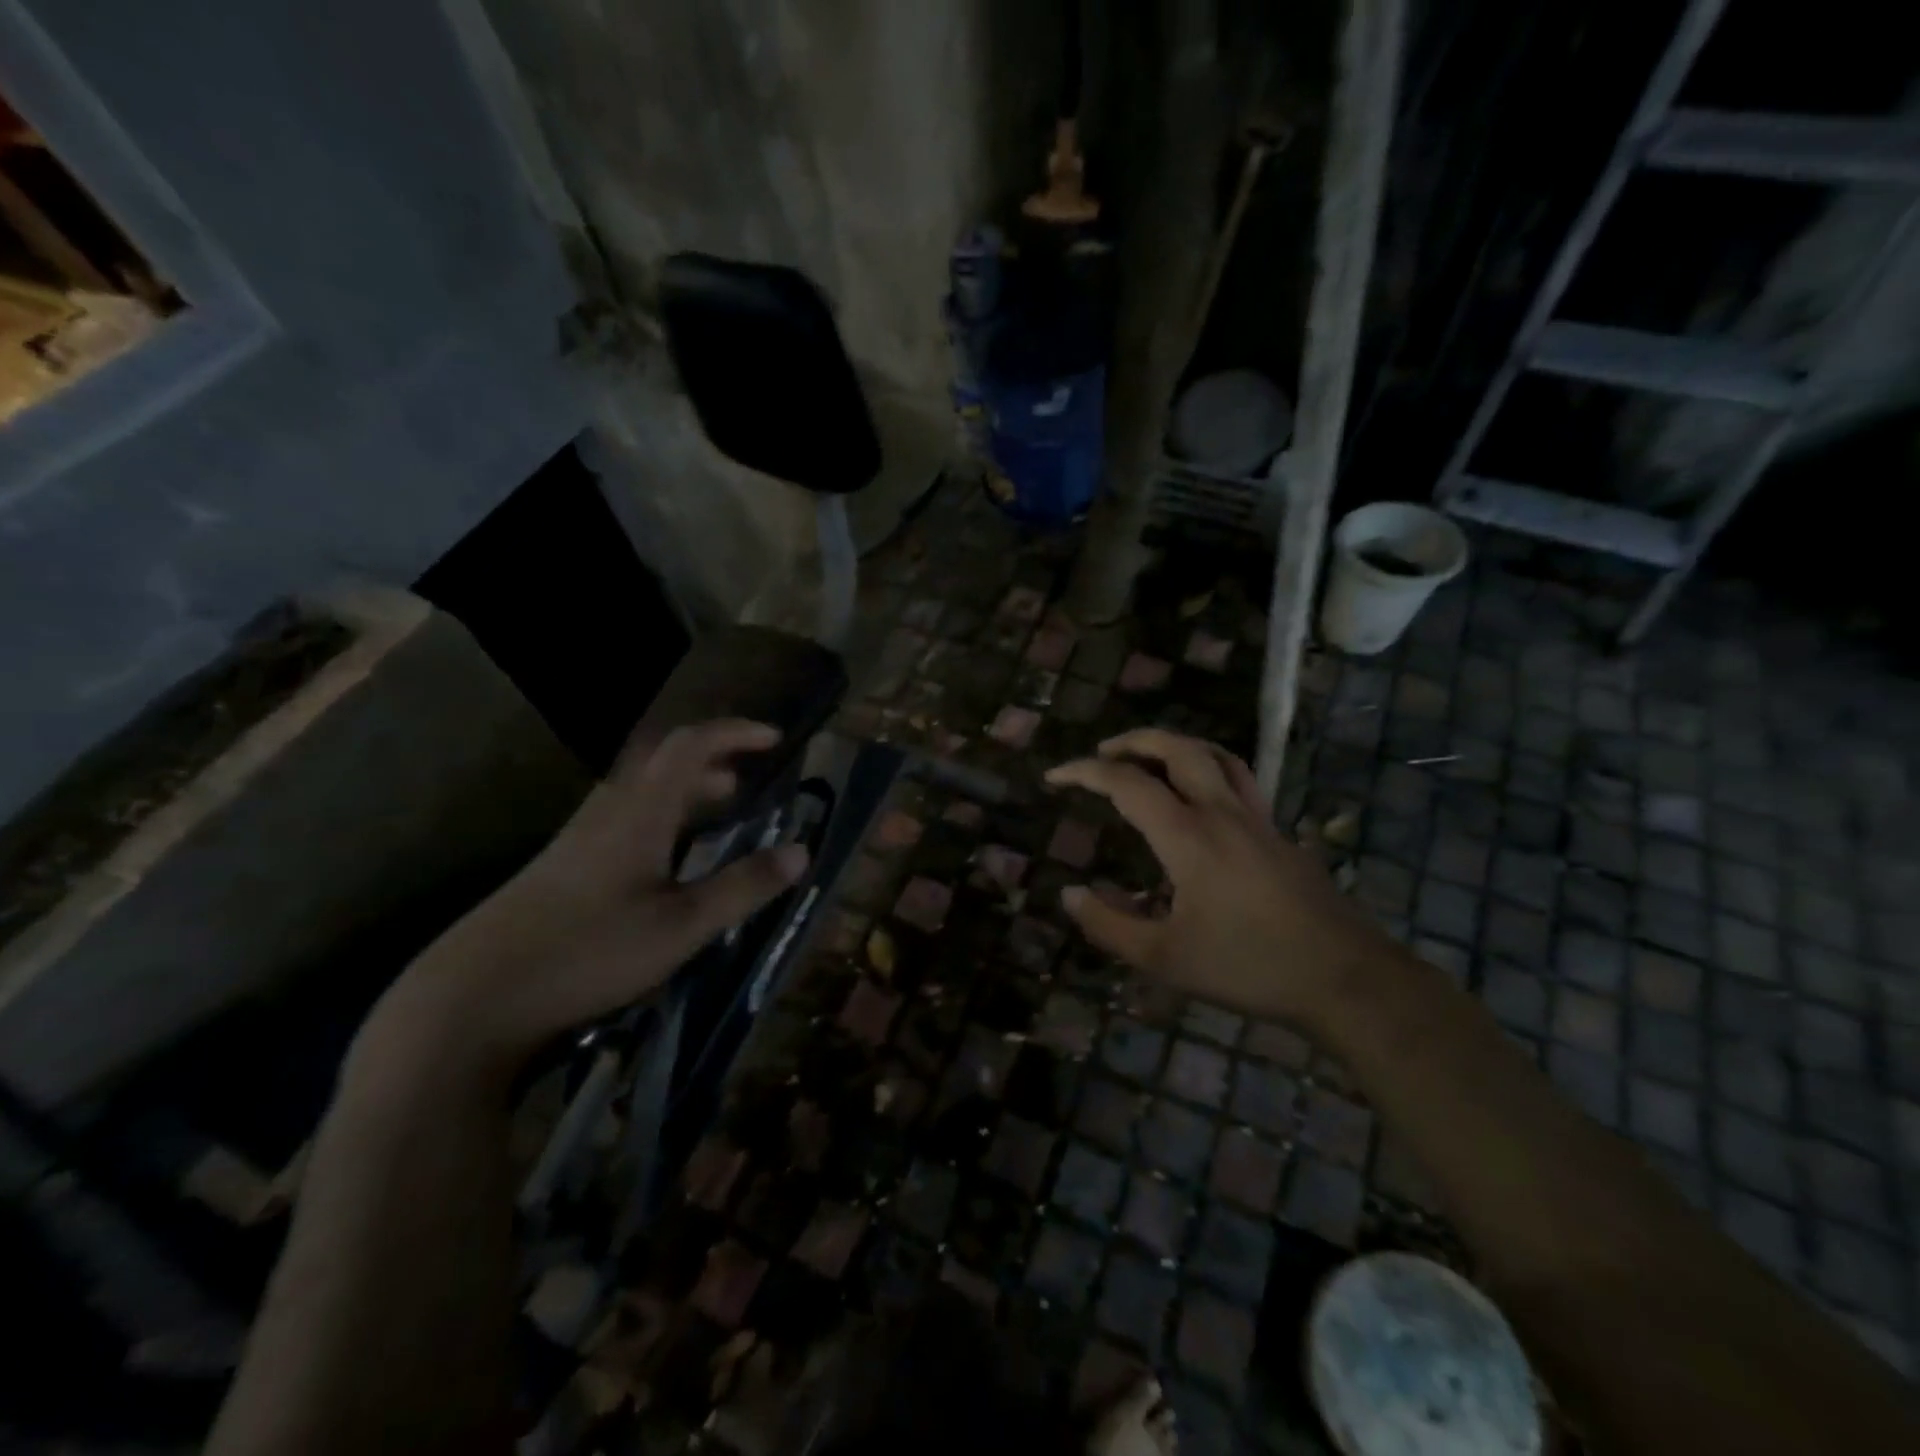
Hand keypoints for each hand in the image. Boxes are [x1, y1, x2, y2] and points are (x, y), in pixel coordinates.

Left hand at [355, 720, 808, 1090]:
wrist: (471, 999)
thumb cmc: (587, 954)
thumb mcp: (680, 927)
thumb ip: (742, 887)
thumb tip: (802, 851)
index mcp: (639, 813)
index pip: (690, 746)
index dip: (734, 734)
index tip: (774, 740)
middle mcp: (606, 812)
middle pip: (661, 761)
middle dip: (712, 760)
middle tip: (750, 781)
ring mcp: (578, 840)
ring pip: (641, 791)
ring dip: (685, 789)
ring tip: (719, 813)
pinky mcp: (560, 868)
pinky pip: (624, 819)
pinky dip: (661, 817)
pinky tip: (668, 860)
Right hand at [1046, 728, 1388, 1026]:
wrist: (1344, 978)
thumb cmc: (1248, 967)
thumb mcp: (1164, 958)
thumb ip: (1109, 924)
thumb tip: (1069, 893)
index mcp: (1188, 836)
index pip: (1127, 783)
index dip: (1085, 772)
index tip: (1055, 777)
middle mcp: (1222, 812)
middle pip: (1177, 748)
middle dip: (1134, 740)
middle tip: (1104, 751)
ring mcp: (1258, 818)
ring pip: (1216, 755)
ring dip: (1176, 745)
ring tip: (1150, 758)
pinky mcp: (1280, 833)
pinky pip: (1239, 780)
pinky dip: (1208, 769)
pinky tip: (1202, 799)